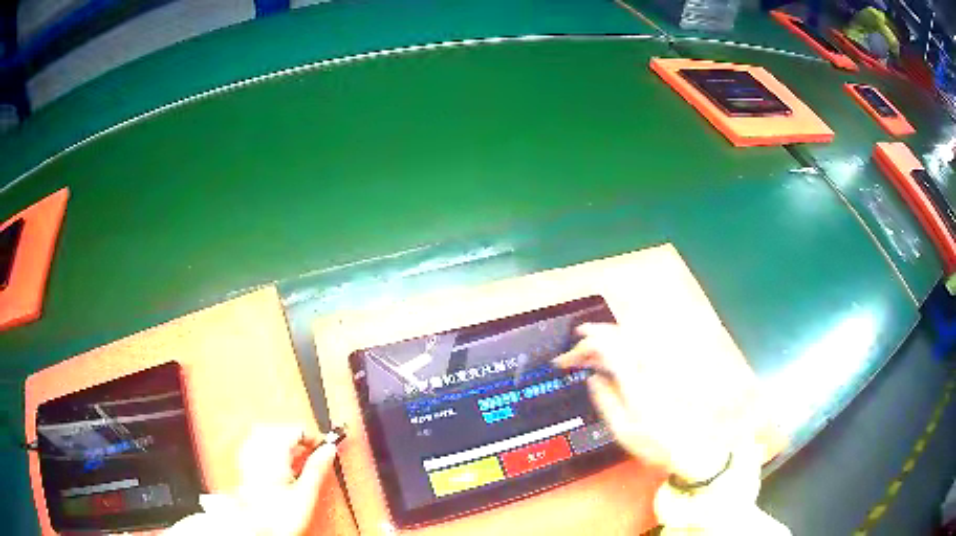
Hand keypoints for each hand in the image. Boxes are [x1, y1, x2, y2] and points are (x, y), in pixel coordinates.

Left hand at [233, 425, 338, 535]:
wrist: (258, 530)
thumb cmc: (279, 516)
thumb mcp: (306, 494)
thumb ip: (316, 468)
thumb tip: (329, 450)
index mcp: (273, 455)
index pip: (292, 430)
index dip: (310, 436)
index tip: (322, 446)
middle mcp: (257, 452)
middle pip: (277, 429)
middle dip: (295, 436)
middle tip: (311, 450)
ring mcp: (247, 458)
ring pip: (263, 434)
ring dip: (281, 439)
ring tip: (296, 454)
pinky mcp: (243, 466)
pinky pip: (253, 444)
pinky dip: (267, 446)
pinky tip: (276, 459)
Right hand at [556, 323, 759, 481]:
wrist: (689, 444)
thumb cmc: (654, 442)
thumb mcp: (622, 429)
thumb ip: (605, 400)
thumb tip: (592, 378)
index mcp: (636, 380)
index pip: (607, 347)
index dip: (584, 346)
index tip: (568, 356)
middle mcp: (650, 365)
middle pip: (620, 334)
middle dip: (594, 336)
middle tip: (576, 351)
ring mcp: (661, 363)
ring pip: (632, 334)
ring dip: (609, 336)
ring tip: (593, 351)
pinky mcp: (667, 365)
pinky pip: (642, 343)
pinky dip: (624, 342)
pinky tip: (617, 355)